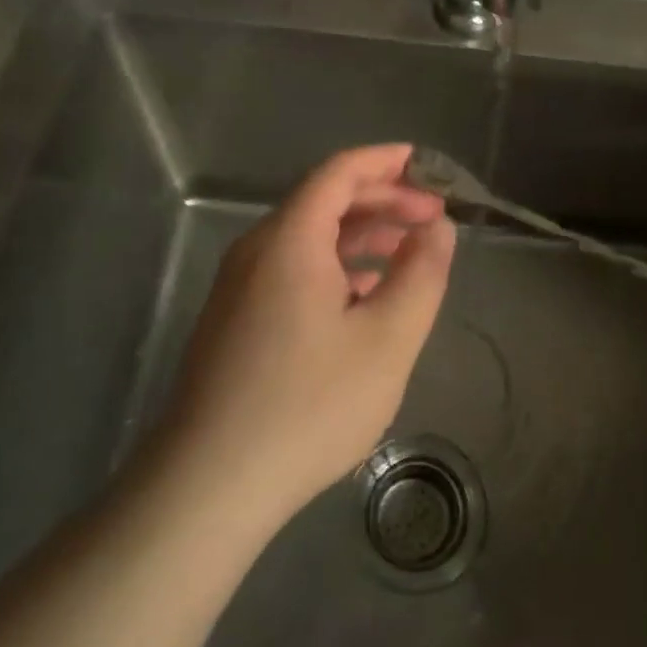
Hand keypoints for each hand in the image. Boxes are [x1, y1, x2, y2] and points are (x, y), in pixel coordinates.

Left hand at [153, 143, 456, 528]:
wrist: (210, 484)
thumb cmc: (308, 405)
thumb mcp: (388, 339)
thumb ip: (420, 274)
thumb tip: (436, 228)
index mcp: (289, 239)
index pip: (339, 172)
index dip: (386, 162)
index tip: (429, 167)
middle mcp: (257, 250)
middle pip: (324, 201)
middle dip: (383, 201)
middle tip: (432, 219)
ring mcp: (240, 287)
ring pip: (309, 238)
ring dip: (362, 235)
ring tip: (409, 254)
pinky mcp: (236, 320)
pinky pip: (292, 270)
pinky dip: (336, 267)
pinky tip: (365, 298)